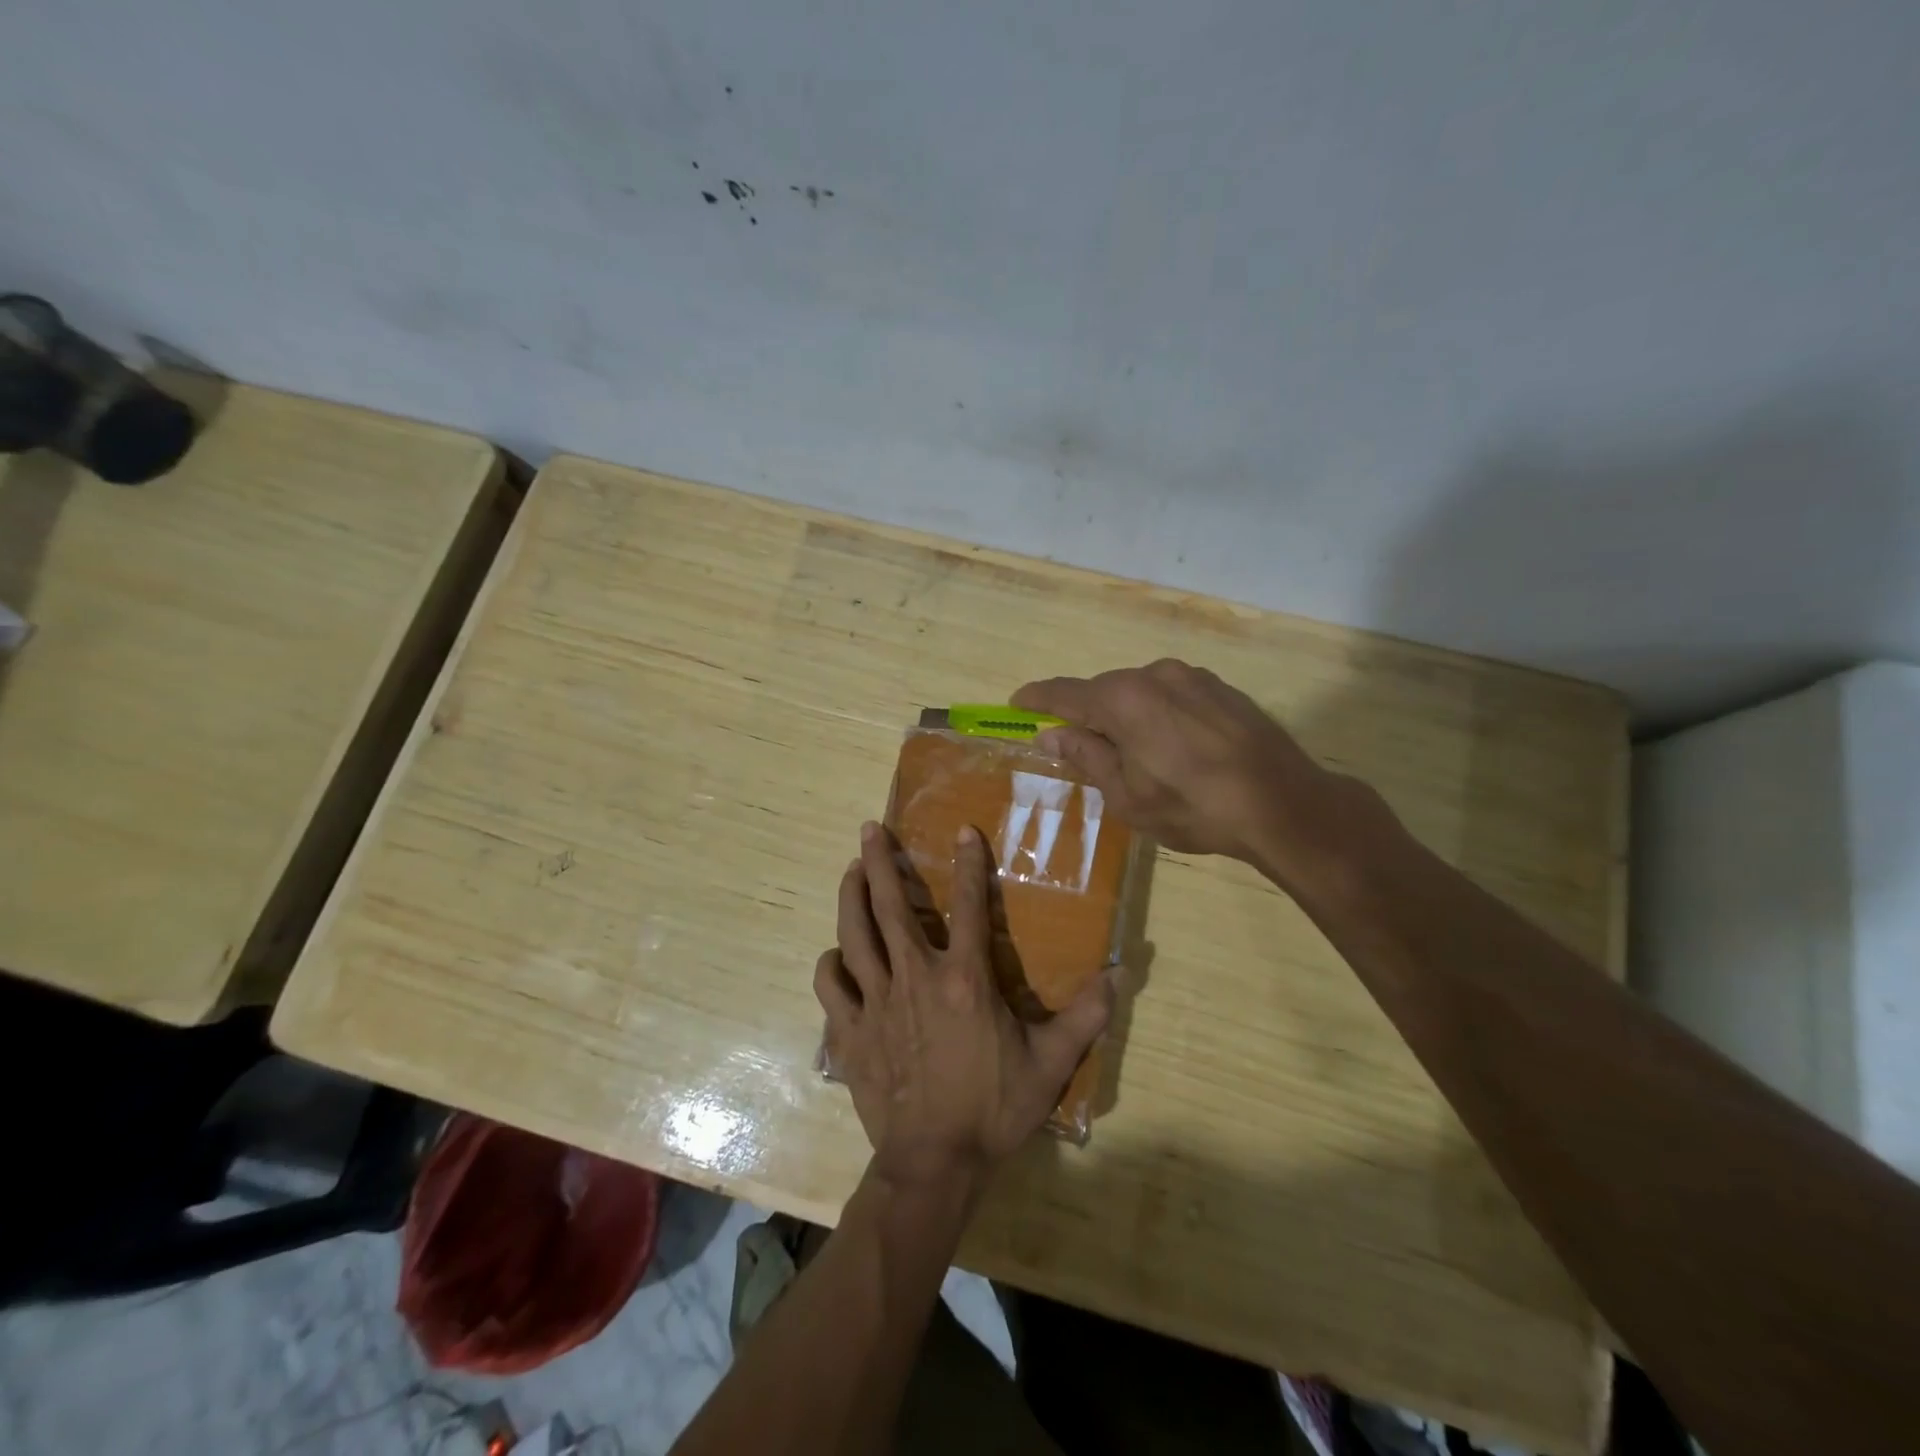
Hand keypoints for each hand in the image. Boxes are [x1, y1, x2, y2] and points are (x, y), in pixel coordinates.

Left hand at [815, 821, 1113, 1190]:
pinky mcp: (850, 1032)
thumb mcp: (1051, 1063)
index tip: (964, 831)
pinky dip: (830, 965)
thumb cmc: (994, 1108)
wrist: (934, 1163)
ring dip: (850, 896)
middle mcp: (915, 977)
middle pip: (890, 906)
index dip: (968, 864)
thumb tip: (1120, 974)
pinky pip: (830, 986)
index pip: (968, 906)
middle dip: (878, 862)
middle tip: (869, 829)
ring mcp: (877, 1002)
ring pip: (854, 934)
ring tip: (849, 870)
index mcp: (964, 979)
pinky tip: (835, 956)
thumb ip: (1086, 1016)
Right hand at [1014, 659, 1370, 886]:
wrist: (1284, 803)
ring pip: (1140, 693)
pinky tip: (1173, 748)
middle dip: (1086, 716)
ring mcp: (1193, 677)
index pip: (1065, 694)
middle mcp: (1154, 675)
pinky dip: (1158, 715)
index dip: (1037, 699)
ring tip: (1135, 757)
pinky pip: (1172, 695)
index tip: (1016, 702)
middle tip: (1080, 749)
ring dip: (1126, 717)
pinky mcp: (1221, 688)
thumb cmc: (1194, 806)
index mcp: (1123, 700)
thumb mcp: (1127, 795)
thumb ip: (1087, 757)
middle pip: (1104, 691)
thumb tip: (1052, 736)